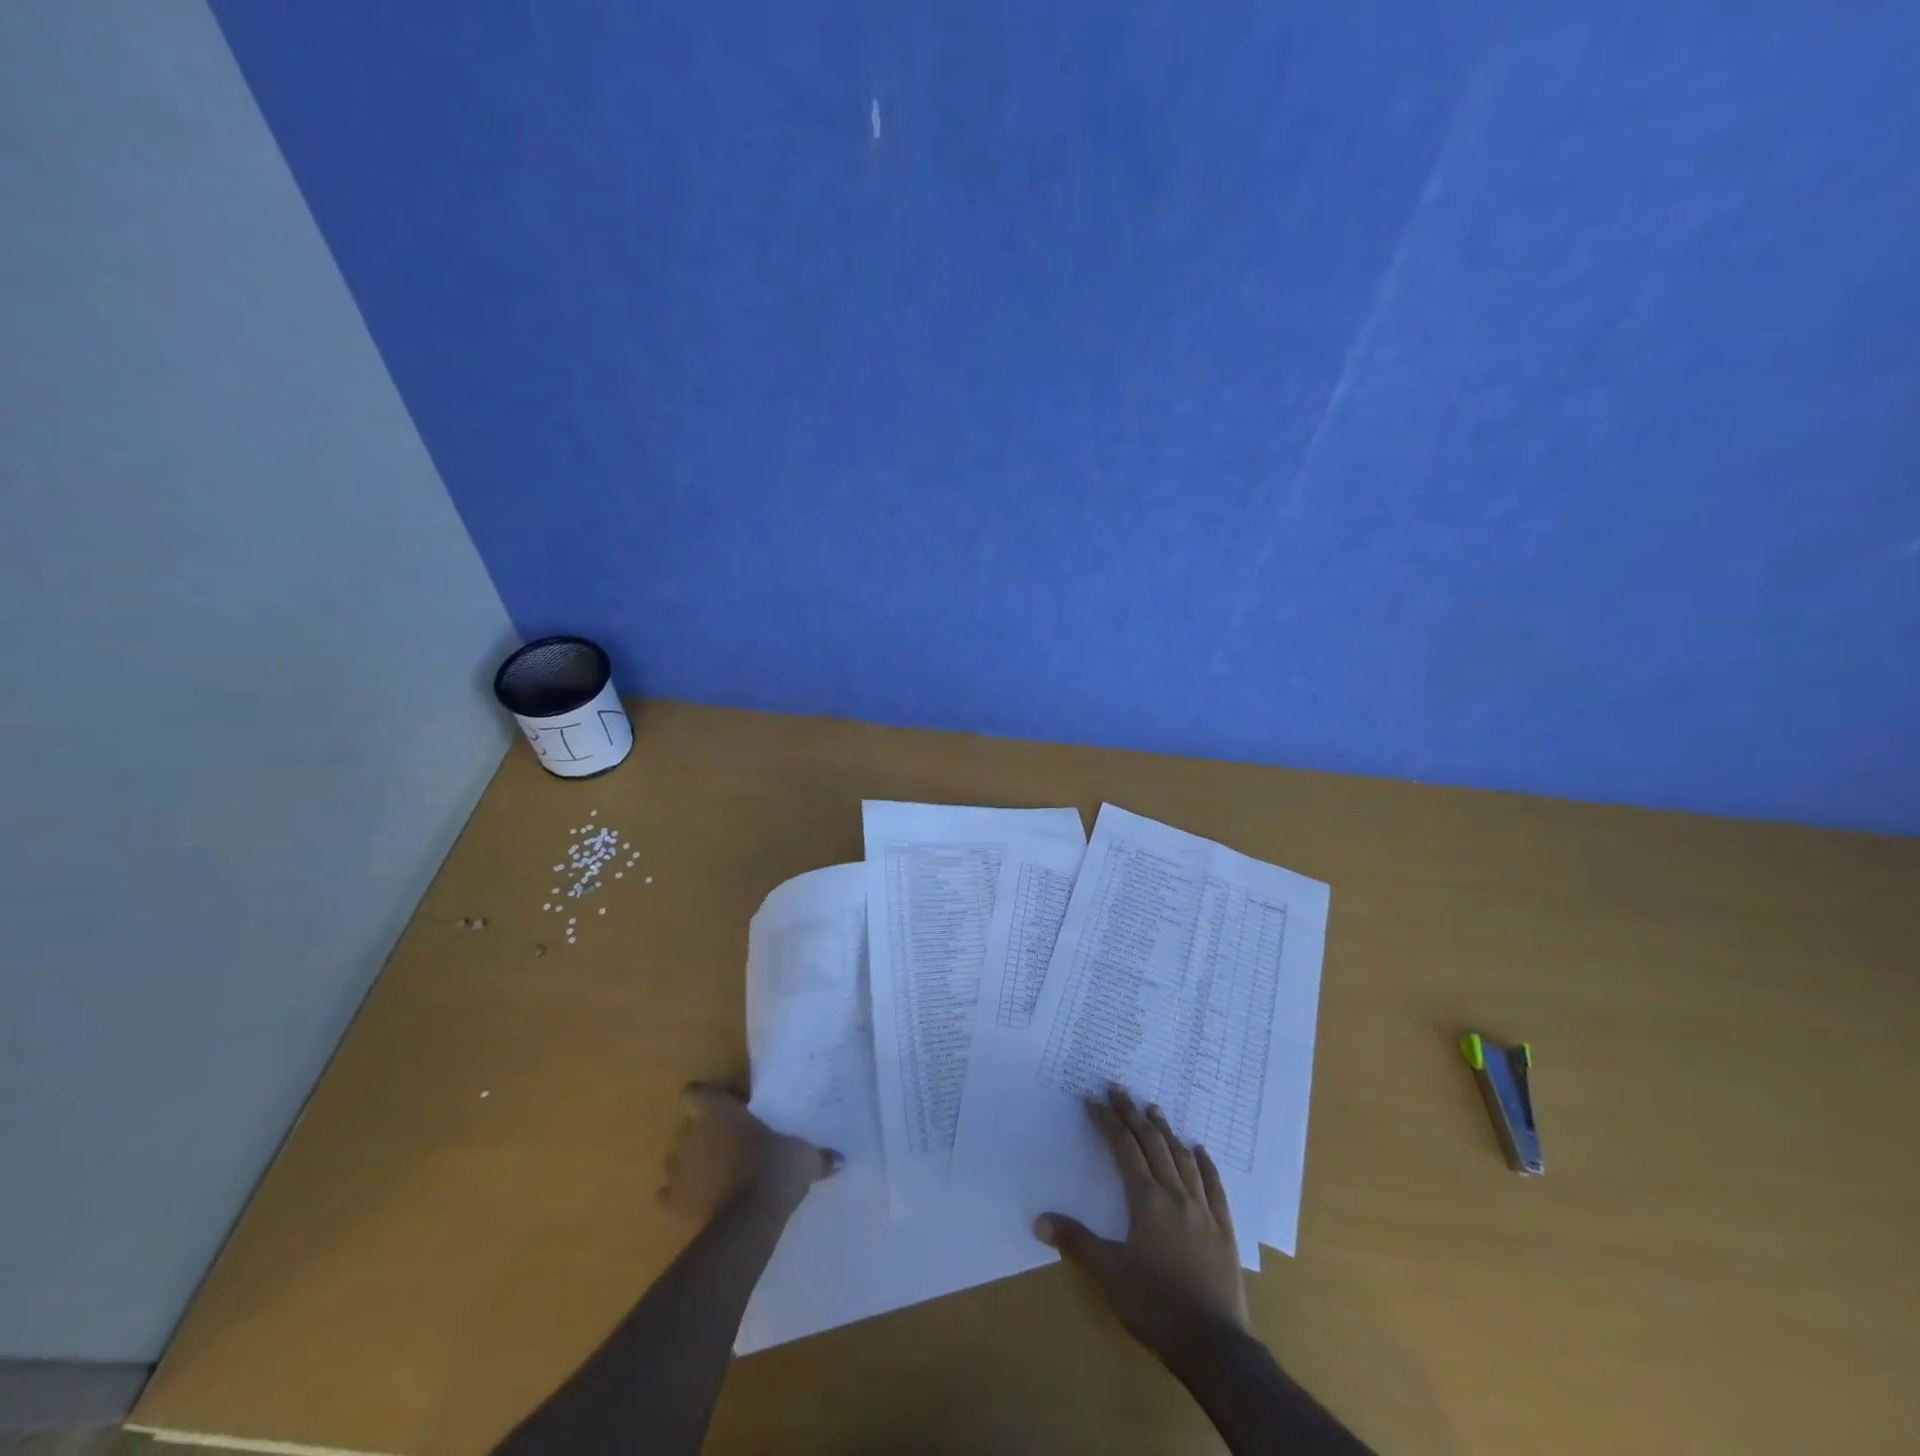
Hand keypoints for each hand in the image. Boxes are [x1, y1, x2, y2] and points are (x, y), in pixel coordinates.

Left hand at [657, 1082, 840, 1221]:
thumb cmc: (775, 1168)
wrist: (750, 1217)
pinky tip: (696, 1203)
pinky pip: (666, 1195)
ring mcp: (679, 1169)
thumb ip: (817, 1155)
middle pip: (686, 1128)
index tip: (723, 1109)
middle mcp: (693, 1135)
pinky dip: (677, 1198)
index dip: (705, 1099)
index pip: (695, 1093)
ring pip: (674, 1160)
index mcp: (720, 1112)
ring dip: (688, 1166)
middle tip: (727, 1146)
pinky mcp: (672, 1202)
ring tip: (711, 1176)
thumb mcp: (803, 1156)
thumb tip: (840, 1159)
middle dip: (701, 1136)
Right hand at [1035, 1086, 1248, 1356]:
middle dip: (1132, 1113)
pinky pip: (1214, 1186)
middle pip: (1152, 1143)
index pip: (1123, 1148)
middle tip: (1118, 1088)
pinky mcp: (1224, 1229)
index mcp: (1146, 1200)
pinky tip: (1199, 1149)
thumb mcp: (1110, 1275)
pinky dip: (1205, 1164)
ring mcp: (1203, 1210)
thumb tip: (1039, 1220)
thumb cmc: (1155, 1306)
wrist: (1214, 1345)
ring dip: (1166, 1131)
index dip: (1107, 1121)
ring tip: (1154, 1109)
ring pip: (1182, 1158)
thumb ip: (1076, 1242)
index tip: (1092, 1099)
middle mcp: (1175, 1195)